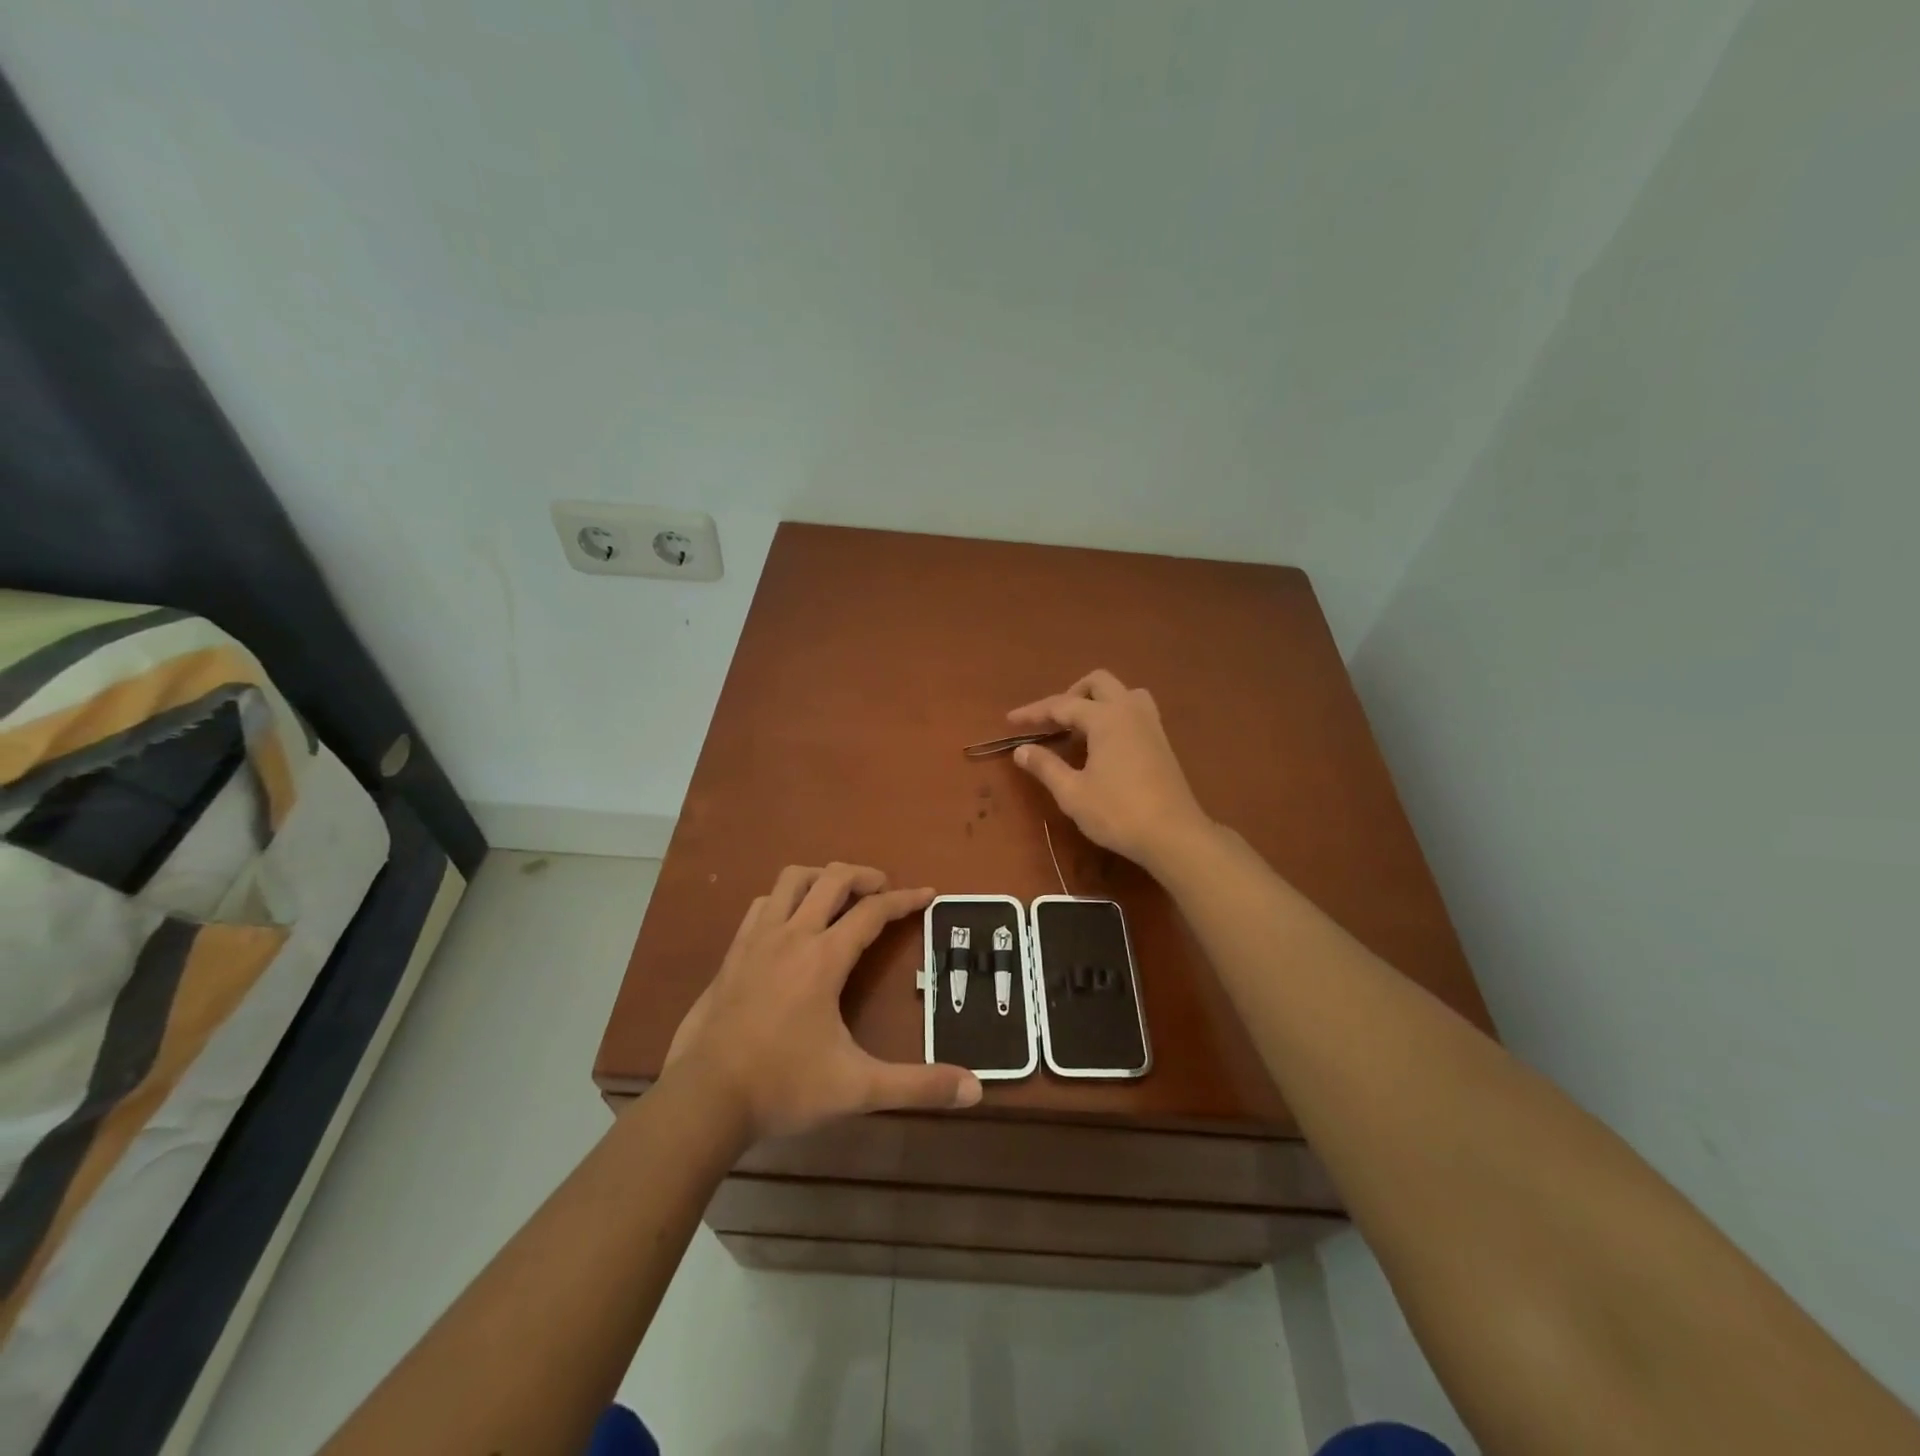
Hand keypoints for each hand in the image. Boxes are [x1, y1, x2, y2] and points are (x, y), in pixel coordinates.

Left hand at [664, 864, 981, 1142]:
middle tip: (884, 890)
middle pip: (832, 879)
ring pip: (791, 881)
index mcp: (824, 958)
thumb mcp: (857, 1088)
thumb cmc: (783, 1086)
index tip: (929, 894)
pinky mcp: (732, 954)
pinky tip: (790, 922)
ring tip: (839, 895)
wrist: (703, 1099)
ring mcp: (756, 940)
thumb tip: (974, 1089)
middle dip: (864, 876)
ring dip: (821, 878)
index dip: (905, 899)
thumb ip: (917, 1086)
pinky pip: (762, 905)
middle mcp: (791, 935)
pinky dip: (784, 899)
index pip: (873, 912)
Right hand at [1007, 670, 1213, 871]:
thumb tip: (1021, 750)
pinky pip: (1136, 711)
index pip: (1062, 705)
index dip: (1034, 712)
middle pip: (1098, 683)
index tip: (1011, 720)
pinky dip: (1115, 714)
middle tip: (1052, 721)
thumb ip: (1045, 767)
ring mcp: (1151, 724)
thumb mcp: (1073, 793)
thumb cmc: (1118, 812)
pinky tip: (1104, 744)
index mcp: (1106, 718)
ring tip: (1081, 728)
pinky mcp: (1161, 742)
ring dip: (1098, 701)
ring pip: (1123, 693)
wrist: (1173, 835)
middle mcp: (1130, 711)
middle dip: (1070, 695)